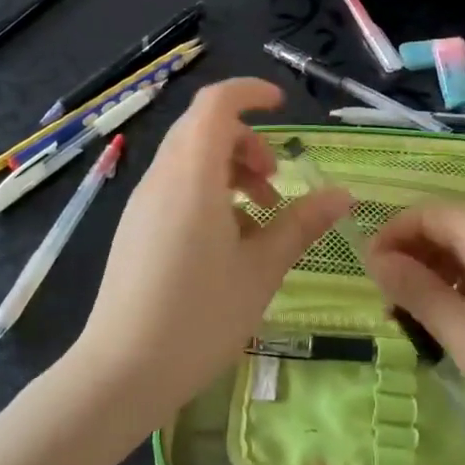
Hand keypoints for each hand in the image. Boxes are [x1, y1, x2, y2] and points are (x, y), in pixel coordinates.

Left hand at [72, 78, 348, 422]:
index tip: (283, 105)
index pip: (216, 104)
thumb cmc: (199, 317)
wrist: (121, 372)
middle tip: (277, 179)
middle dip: (246, 140)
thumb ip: (301, 224)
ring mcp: (143, 202)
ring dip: (229, 167)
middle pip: (203, 128)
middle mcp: (162, 177)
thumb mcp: (262, 269)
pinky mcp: (135, 227)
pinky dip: (208, 189)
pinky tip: (228, 239)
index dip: (250, 92)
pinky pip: (175, 185)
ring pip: (188, 157)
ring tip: (260, 213)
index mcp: (192, 175)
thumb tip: (342, 194)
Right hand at [364, 205, 464, 460]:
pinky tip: (451, 321)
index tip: (367, 274)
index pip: (426, 214)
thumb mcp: (464, 334)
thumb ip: (416, 290)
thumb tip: (375, 259)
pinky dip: (460, 285)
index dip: (391, 236)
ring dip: (433, 274)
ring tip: (412, 317)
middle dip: (410, 257)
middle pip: (445, 227)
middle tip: (388, 303)